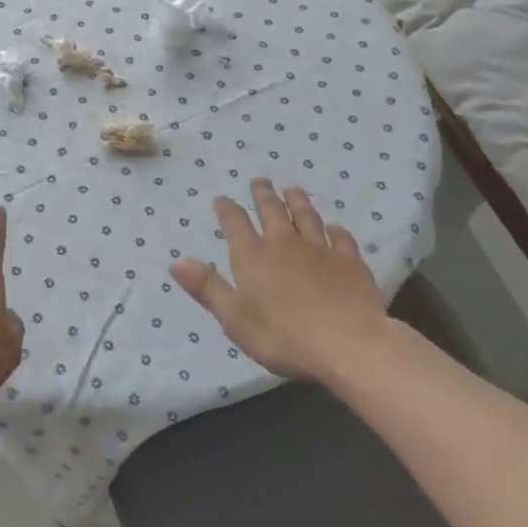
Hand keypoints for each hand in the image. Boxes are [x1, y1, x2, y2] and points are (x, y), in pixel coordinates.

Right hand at [170, 179, 391, 381]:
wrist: (349, 345)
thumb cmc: (283, 336)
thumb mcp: (234, 318)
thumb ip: (207, 288)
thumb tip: (177, 262)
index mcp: (252, 256)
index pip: (235, 223)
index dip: (227, 209)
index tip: (222, 199)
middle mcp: (284, 244)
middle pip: (271, 211)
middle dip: (262, 194)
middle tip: (259, 181)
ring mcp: (320, 250)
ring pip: (306, 216)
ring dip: (297, 201)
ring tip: (292, 189)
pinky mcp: (350, 262)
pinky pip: (341, 238)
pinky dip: (336, 230)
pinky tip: (335, 228)